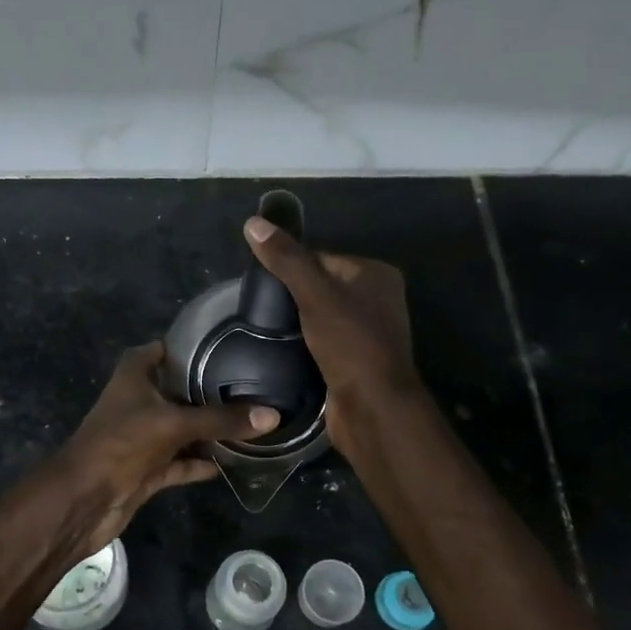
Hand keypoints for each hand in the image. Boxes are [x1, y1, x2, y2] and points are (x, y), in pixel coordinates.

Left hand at [53, 342, 277, 556]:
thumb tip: (272, 415)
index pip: (162, 350)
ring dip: (208, 429)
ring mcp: (143, 438)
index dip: (189, 346)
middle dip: (208, 390)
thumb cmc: (121, 444)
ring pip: (182, 428)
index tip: (226, 345)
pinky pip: (181, 461)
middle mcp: (138, 402)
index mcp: (133, 377)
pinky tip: (234, 461)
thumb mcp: (173, 424)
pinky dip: (202, 462)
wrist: (84, 499)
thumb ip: (220, 419)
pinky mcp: (148, 469)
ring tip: (251, 421)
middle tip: (252, 384)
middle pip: (177, 390)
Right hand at [242, 217, 419, 458]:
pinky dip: (304, 343)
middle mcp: (377, 299)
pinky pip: (323, 341)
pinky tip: (281, 348)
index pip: (322, 257)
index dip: (291, 266)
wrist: (371, 406)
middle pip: (321, 285)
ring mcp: (367, 332)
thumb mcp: (314, 294)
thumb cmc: (349, 343)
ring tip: (265, 326)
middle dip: (292, 295)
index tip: (261, 281)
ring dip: (296, 321)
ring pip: (320, 315)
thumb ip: (286, 259)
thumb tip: (252, 223)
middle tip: (260, 305)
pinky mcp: (355, 360)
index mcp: (376, 274)